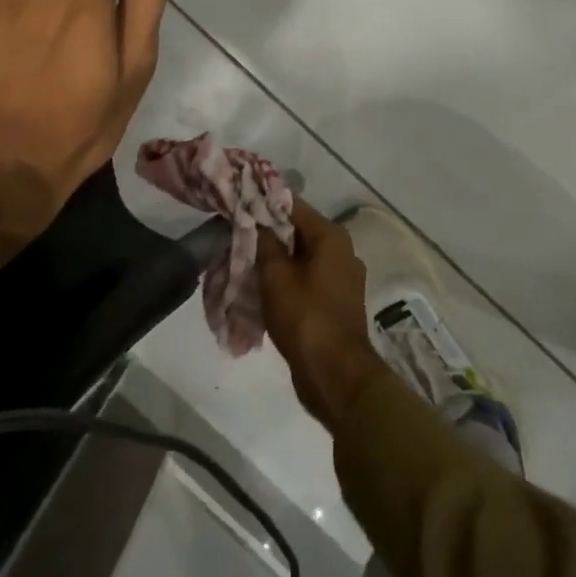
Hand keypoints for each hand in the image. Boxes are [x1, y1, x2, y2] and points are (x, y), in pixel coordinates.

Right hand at [257, 202, 387, 433]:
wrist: (335, 375)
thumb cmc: (305, 318)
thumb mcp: (276, 277)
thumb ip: (265, 242)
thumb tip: (256, 219)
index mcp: (331, 237)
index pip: (292, 205)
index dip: (263, 202)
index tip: (237, 201)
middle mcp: (342, 251)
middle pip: (298, 231)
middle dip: (267, 232)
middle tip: (234, 232)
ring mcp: (341, 278)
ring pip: (301, 256)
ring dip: (275, 258)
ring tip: (243, 259)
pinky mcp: (336, 301)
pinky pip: (307, 278)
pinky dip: (286, 278)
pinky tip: (262, 286)